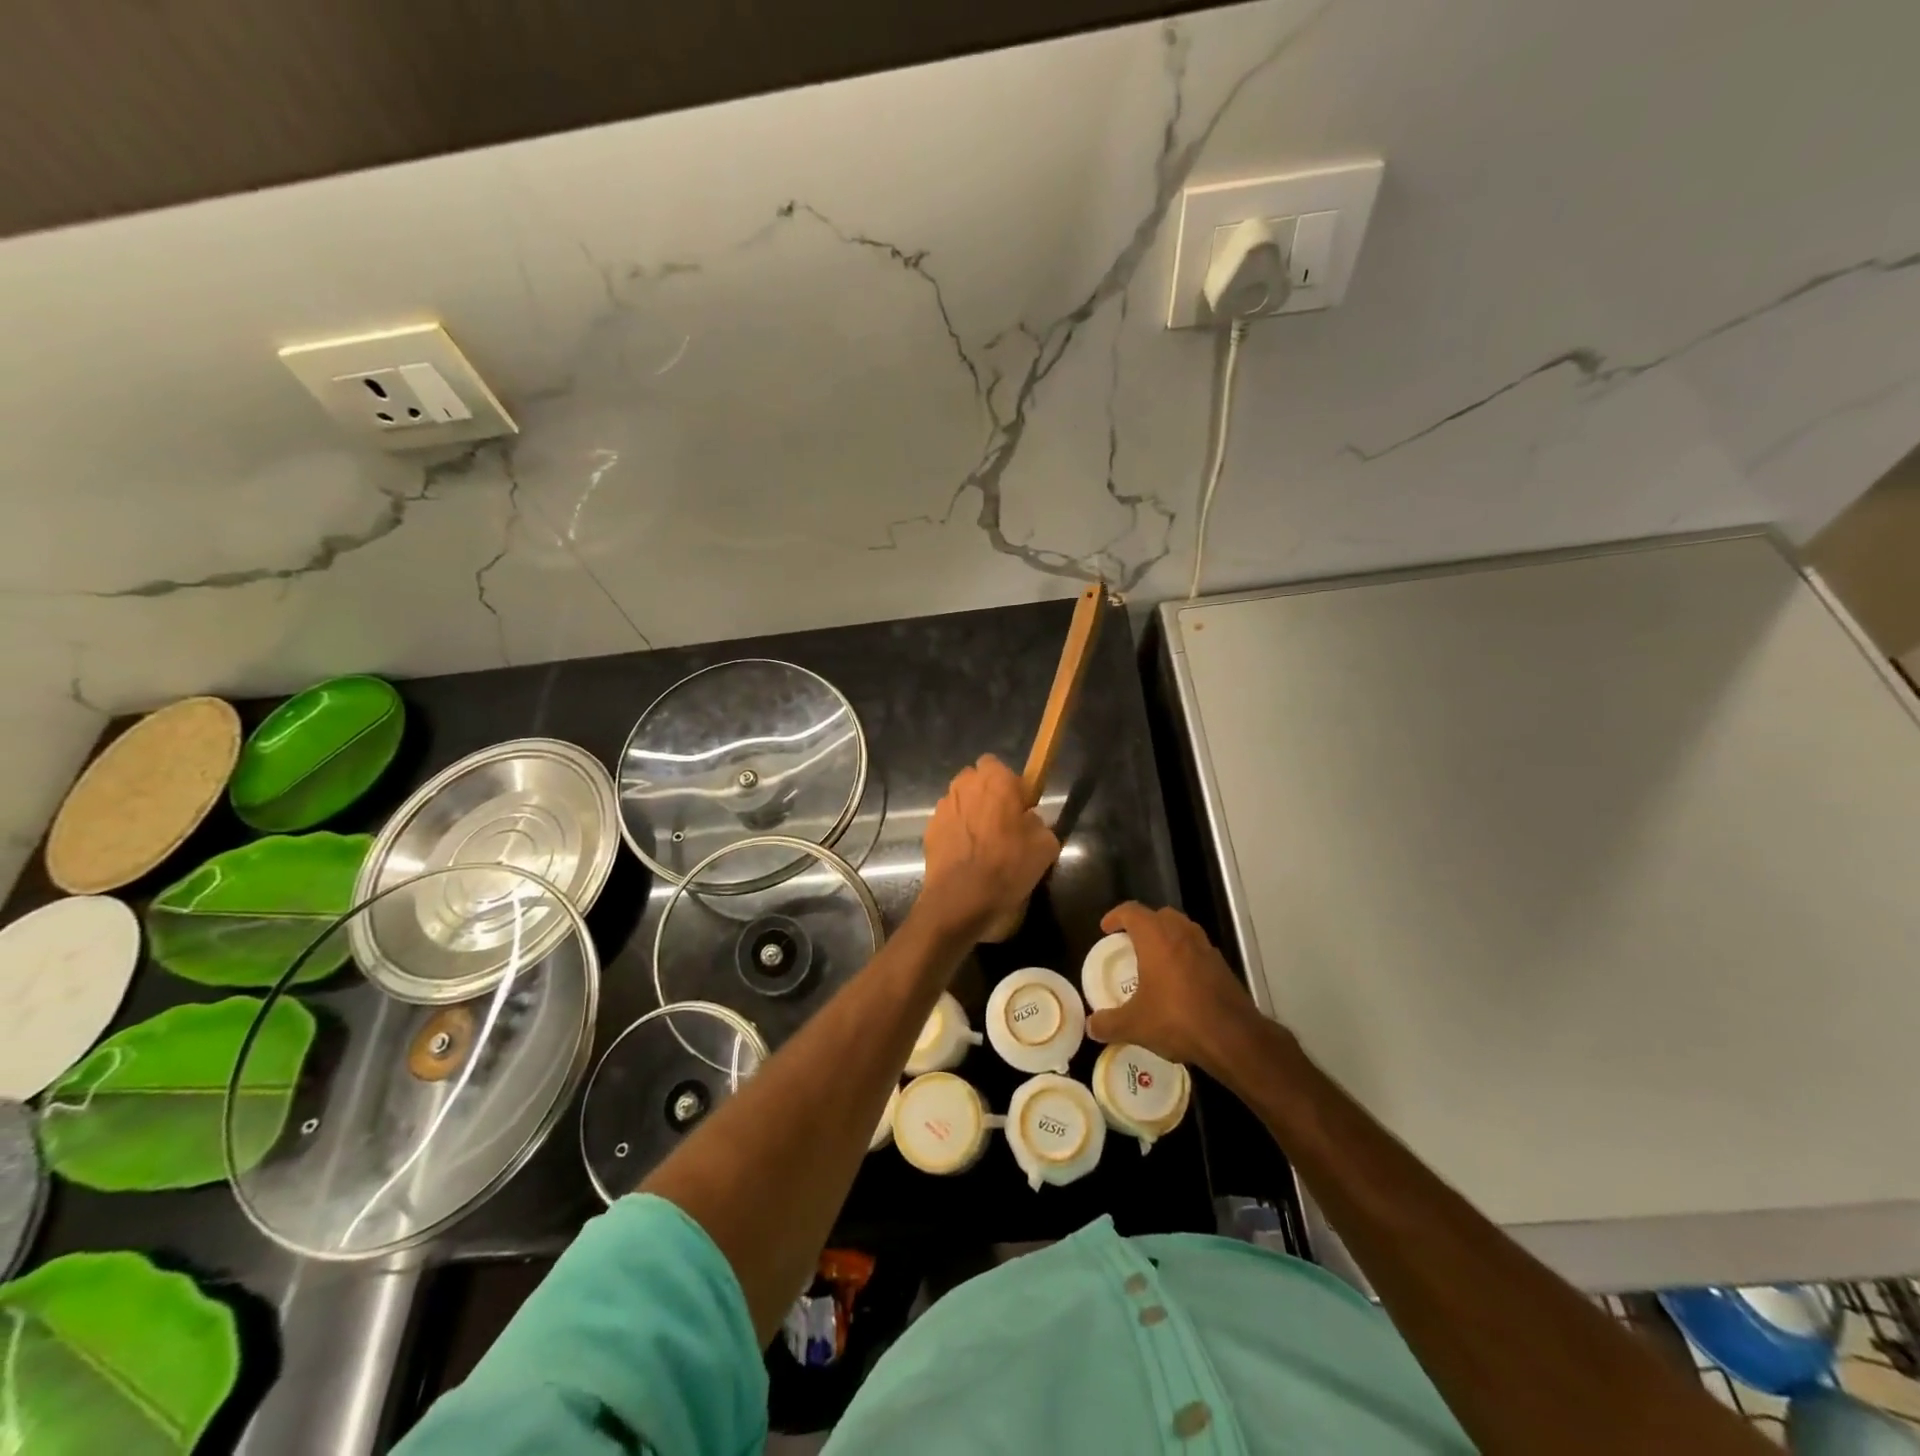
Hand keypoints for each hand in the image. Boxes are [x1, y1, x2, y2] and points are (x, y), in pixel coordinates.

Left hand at [919, 754, 1059, 940]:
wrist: (961, 899)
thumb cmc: (1008, 865)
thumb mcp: (1045, 845)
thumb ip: (1037, 822)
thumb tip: (1027, 821)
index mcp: (995, 780)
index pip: (997, 764)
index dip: (1009, 784)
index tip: (1019, 807)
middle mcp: (964, 785)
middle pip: (975, 781)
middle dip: (987, 795)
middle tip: (1003, 824)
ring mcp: (942, 808)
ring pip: (960, 802)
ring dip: (970, 814)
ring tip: (983, 845)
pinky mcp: (929, 830)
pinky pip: (948, 824)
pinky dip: (956, 834)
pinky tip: (966, 858)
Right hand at [1086, 902, 1260, 1069]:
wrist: (1233, 1037)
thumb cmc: (1177, 1019)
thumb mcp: (1134, 1025)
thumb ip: (1109, 1024)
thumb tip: (1091, 1026)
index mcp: (1156, 937)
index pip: (1131, 911)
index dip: (1115, 917)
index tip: (1106, 929)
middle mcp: (1181, 933)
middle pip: (1159, 914)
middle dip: (1143, 924)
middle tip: (1130, 943)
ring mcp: (1205, 947)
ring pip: (1182, 929)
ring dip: (1166, 937)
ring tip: (1154, 960)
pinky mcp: (1222, 965)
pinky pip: (1197, 949)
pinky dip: (1184, 955)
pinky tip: (1178, 981)